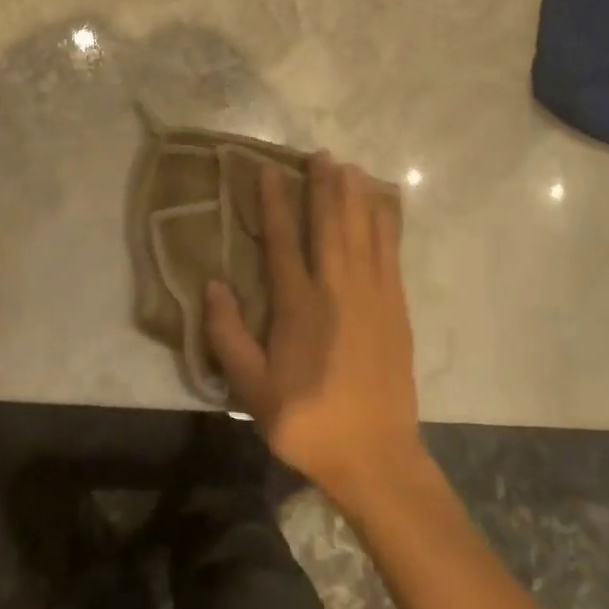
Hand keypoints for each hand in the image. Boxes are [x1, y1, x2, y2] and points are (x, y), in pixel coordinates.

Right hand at [203, 153, 425, 508]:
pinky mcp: (396, 308)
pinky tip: (383, 208)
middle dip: (324, 186)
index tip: (270, 171)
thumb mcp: (252, 389)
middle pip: (331, 225)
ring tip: (351, 167)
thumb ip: (228, 335)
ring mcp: (373, 296)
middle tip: (321, 154)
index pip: (284, 240)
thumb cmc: (306, 421)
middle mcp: (338, 290)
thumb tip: (212, 283)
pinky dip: (386, 225)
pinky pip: (391, 254)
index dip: (275, 203)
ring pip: (364, 233)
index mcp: (299, 306)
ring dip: (357, 197)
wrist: (374, 454)